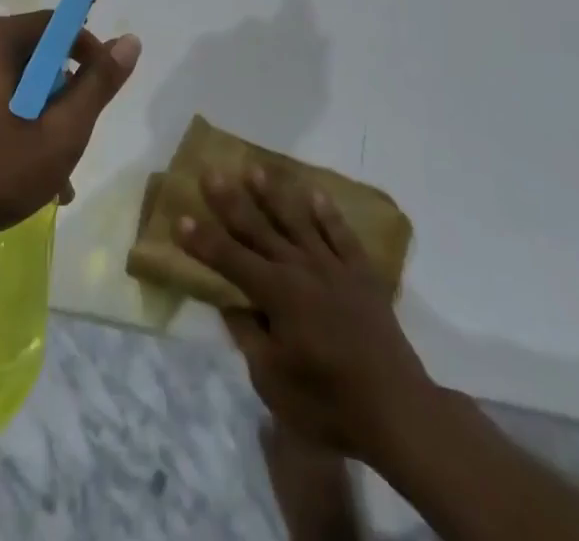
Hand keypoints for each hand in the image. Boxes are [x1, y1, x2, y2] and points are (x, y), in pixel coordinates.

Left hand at [0, 10, 140, 249]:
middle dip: (61, 97)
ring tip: (57, 176)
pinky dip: (10, 127)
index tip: (102, 91)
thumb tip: (130, 41)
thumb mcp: (60, 133)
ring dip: (39, 120)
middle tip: (76, 141)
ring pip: (11, 86)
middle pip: (32, 57)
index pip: (54, 24)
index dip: (87, 52)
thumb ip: (97, 86)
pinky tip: (24, 175)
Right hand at [181, 168, 438, 464]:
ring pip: (297, 221)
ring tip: (255, 169)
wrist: (398, 409)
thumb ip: (248, 336)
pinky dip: (328, 213)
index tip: (180, 217)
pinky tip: (316, 194)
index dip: (203, 240)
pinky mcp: (361, 273)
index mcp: (276, 294)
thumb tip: (232, 304)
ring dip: (273, 195)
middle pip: (258, 228)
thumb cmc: (329, 401)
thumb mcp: (273, 381)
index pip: (229, 259)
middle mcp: (300, 268)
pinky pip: (341, 235)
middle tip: (211, 172)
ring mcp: (333, 266)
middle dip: (231, 201)